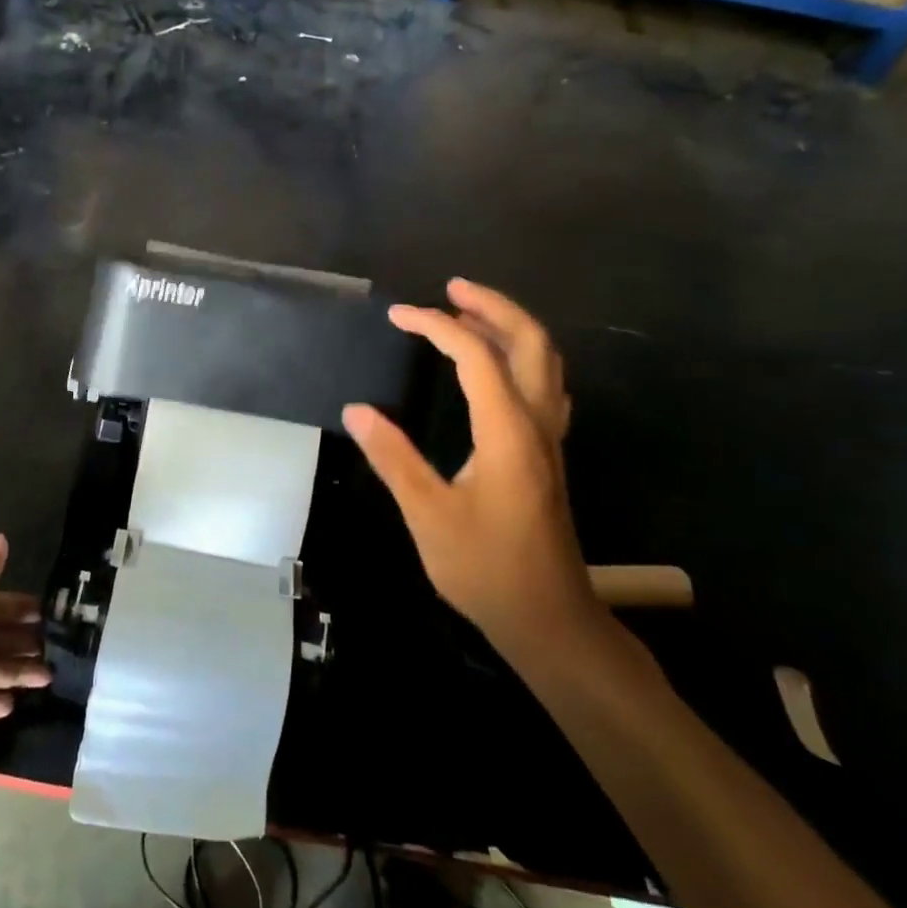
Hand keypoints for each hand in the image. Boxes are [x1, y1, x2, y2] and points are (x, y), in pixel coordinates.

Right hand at [343, 279, 600, 668]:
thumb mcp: (428, 515)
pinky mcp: (548, 455)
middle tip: (450, 288)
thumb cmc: (485, 569)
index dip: (436, 325)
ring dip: (509, 327)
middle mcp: (537, 424)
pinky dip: (521, 356)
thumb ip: (393, 458)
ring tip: (468, 312)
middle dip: (492, 305)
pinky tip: (496, 366)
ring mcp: (549, 439)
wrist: (548, 619)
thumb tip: (356, 411)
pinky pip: (544, 385)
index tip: (398, 315)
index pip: (475, 356)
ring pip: (545, 361)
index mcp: (507, 432)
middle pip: (530, 341)